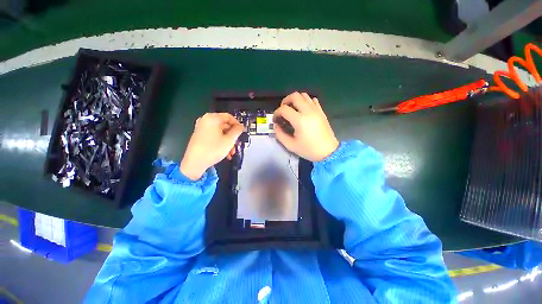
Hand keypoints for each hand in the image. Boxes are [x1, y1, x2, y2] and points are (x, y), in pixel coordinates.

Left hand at [180, 113, 243, 179]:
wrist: (194, 163)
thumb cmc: (213, 149)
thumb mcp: (229, 140)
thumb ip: (237, 131)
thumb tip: (241, 126)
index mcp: (212, 118)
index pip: (229, 117)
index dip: (237, 124)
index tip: (242, 132)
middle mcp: (205, 120)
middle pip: (225, 125)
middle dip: (233, 136)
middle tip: (237, 144)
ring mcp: (201, 128)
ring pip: (220, 133)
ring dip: (228, 142)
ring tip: (232, 152)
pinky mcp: (199, 136)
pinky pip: (214, 136)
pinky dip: (221, 143)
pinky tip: (226, 153)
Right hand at [273, 92, 338, 161]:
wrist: (328, 152)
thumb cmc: (309, 150)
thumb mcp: (291, 145)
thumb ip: (280, 134)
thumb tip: (276, 125)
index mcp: (300, 120)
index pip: (284, 109)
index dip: (276, 113)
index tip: (275, 120)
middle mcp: (308, 111)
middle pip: (294, 96)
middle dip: (285, 101)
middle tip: (283, 110)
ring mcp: (316, 110)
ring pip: (304, 95)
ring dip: (295, 100)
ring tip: (292, 109)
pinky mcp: (321, 111)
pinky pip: (312, 100)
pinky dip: (306, 101)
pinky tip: (303, 110)